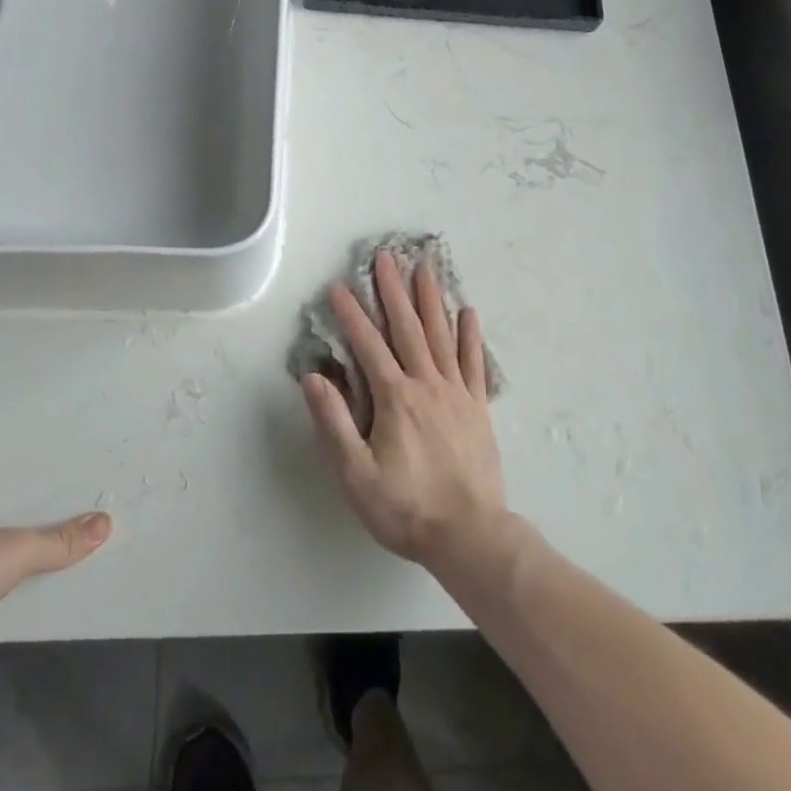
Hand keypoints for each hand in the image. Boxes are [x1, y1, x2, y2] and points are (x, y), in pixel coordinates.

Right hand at [301, 253, 507, 570]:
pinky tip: (468, 311)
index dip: (351, 314)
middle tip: (387, 256)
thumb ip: (333, 423)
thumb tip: (313, 377)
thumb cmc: (406, 508)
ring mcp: (456, 392)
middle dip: (394, 290)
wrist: (470, 535)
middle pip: (407, 327)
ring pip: (441, 335)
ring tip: (425, 267)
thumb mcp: (356, 475)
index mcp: (395, 398)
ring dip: (430, 299)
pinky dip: (470, 335)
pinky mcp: (477, 406)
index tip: (338, 286)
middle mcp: (426, 384)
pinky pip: (474, 362)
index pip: (368, 345)